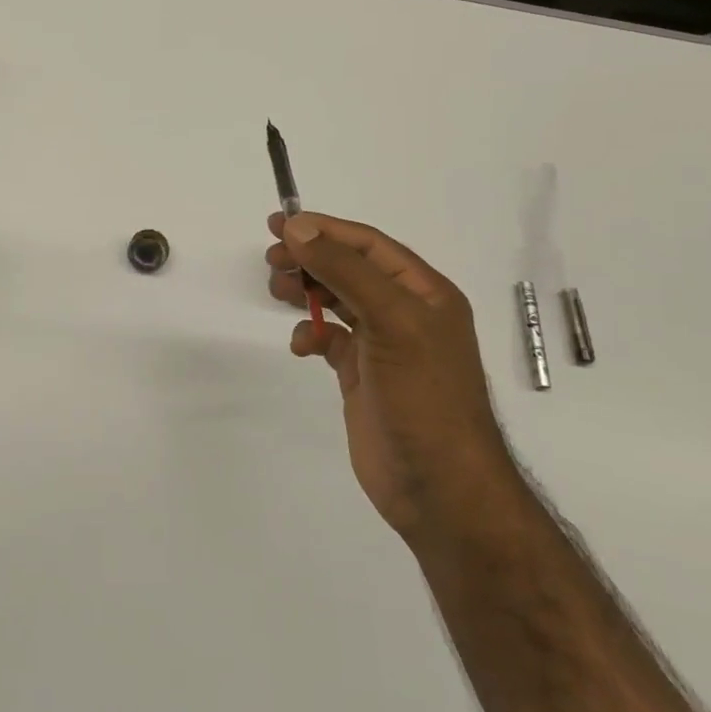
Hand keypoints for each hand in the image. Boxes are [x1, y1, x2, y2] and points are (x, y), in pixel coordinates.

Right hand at [266, 212, 517, 540]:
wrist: (439, 487)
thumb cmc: (423, 396)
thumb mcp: (390, 321)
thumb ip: (345, 270)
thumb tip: (299, 228)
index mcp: (423, 292)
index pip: (367, 244)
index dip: (323, 229)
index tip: (279, 225)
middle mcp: (404, 312)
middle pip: (348, 268)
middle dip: (309, 259)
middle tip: (271, 261)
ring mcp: (382, 345)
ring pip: (336, 300)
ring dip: (306, 291)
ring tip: (277, 291)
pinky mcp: (361, 375)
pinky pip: (329, 339)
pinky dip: (310, 334)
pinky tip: (302, 345)